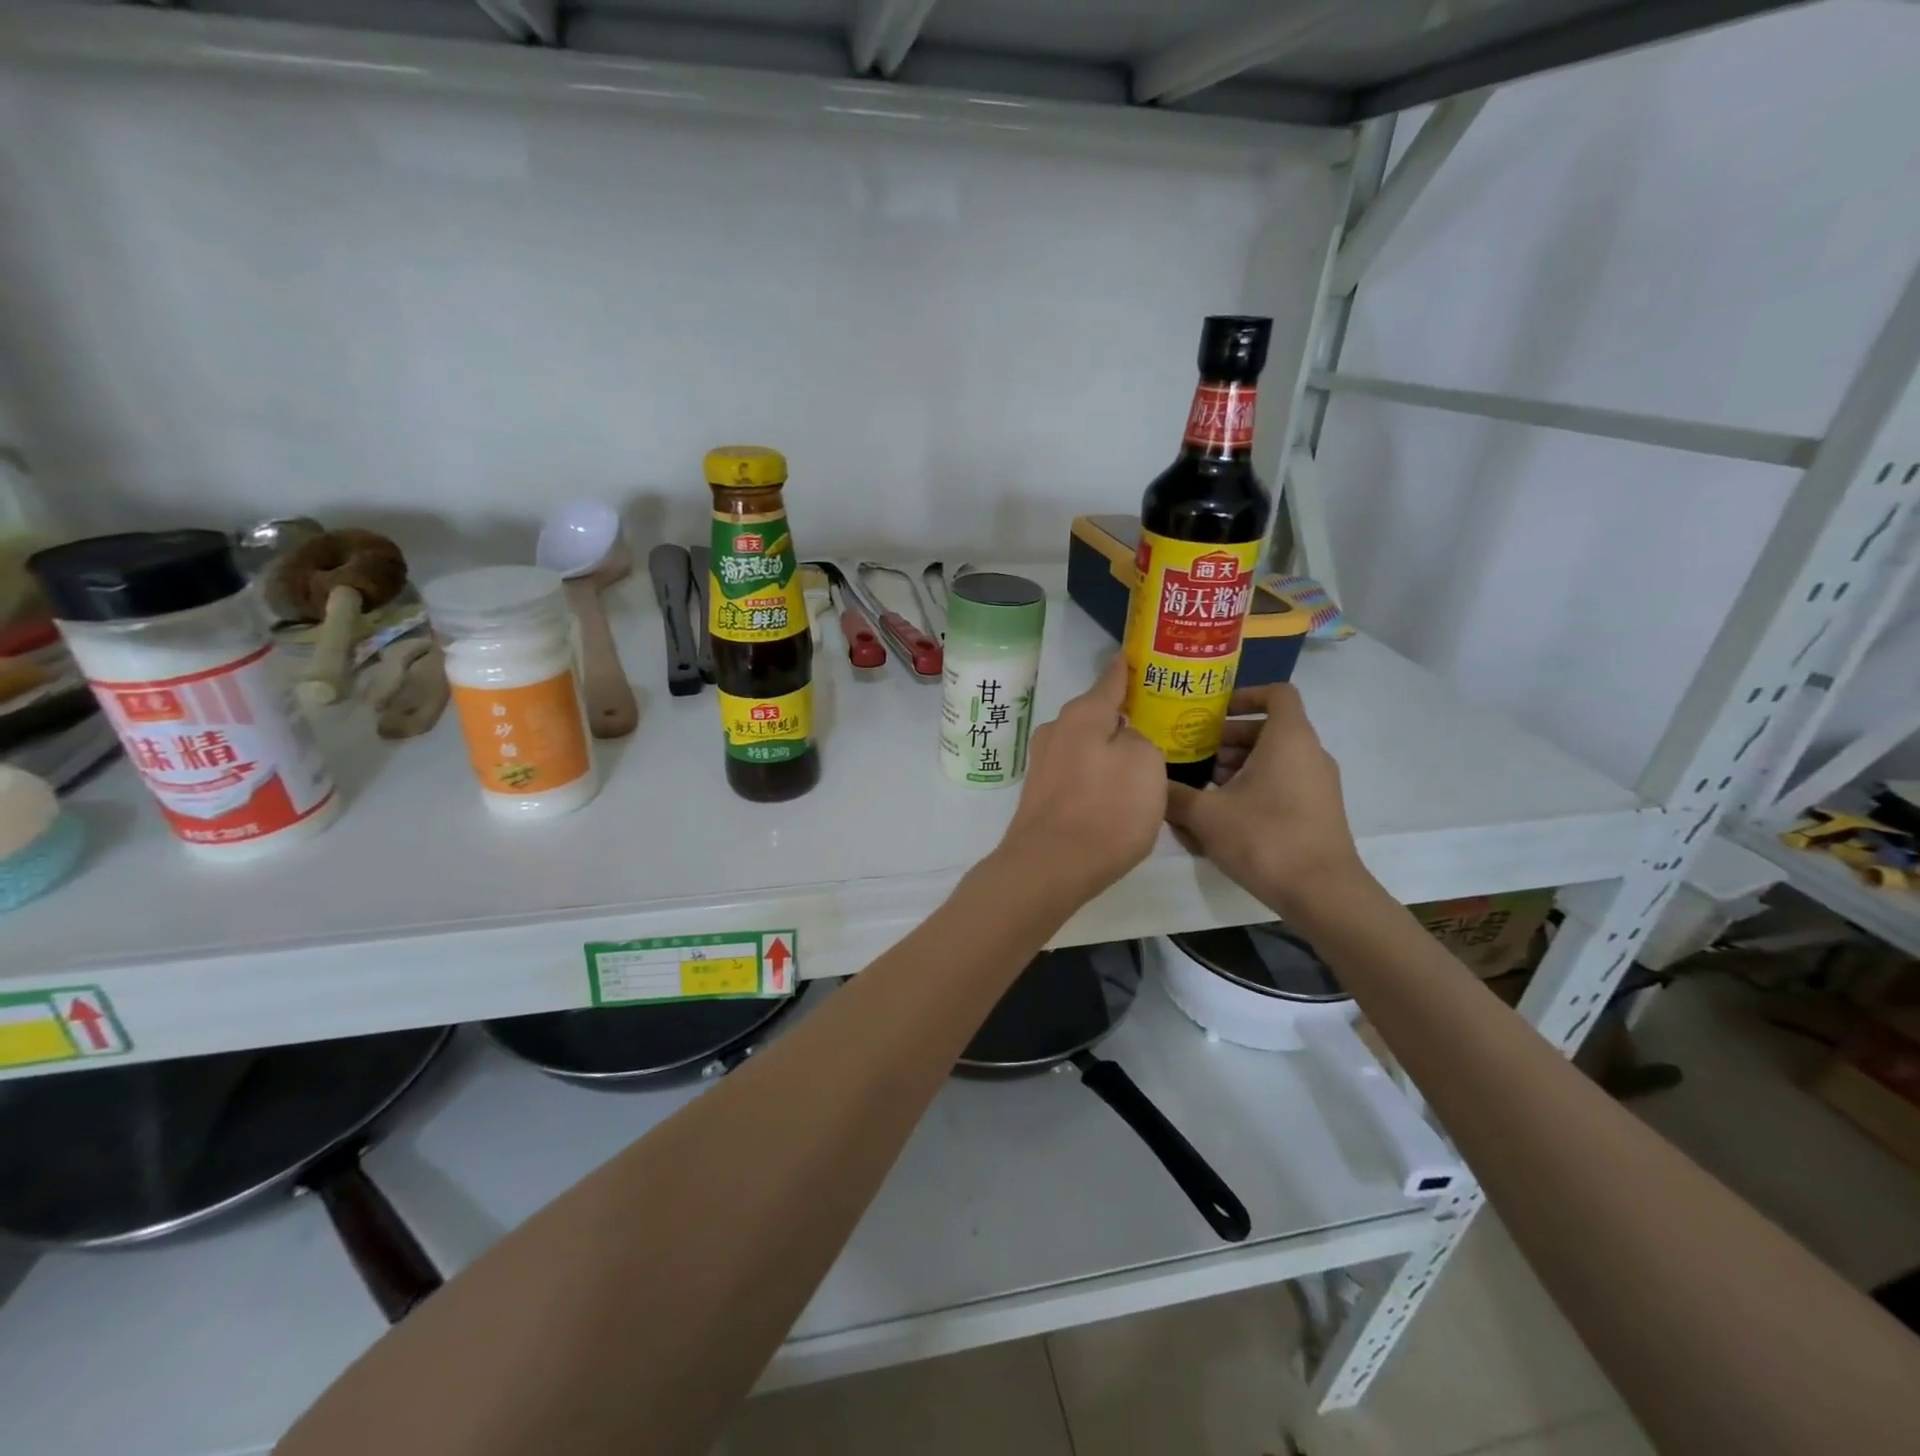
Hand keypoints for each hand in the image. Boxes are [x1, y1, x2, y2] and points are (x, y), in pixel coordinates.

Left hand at [998, 655, 1166, 902]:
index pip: (1112, 678)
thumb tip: (1124, 740)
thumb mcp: (1147, 764)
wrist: (1050, 867)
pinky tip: (1114, 789)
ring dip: (1110, 747)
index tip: (1142, 656)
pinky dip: (1097, 772)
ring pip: (1087, 743)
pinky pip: (1078, 769)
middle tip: (1158, 719)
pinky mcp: (1041, 792)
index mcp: (1083, 714)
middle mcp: (1057, 729)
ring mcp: (1044, 761)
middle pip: (1098, 713)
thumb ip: (1141, 740)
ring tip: (1142, 757)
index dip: (1130, 668)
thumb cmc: (1106, 811)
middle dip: (1124, 714)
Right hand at [1164, 683, 1366, 914]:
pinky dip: (1254, 787)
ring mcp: (1317, 783)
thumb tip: (1150, 781)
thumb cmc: (1265, 838)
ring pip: (1273, 759)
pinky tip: (1224, 815)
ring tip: (1203, 788)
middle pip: (1267, 729)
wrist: (1322, 893)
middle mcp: (1309, 753)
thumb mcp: (1206, 815)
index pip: (1276, 693)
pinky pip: (1282, 783)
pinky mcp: (1317, 810)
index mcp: (1289, 738)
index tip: (1213, 713)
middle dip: (1228, 739)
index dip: (1244, 695)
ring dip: (1238, 766)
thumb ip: (1174, 794)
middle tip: (1194, 755)